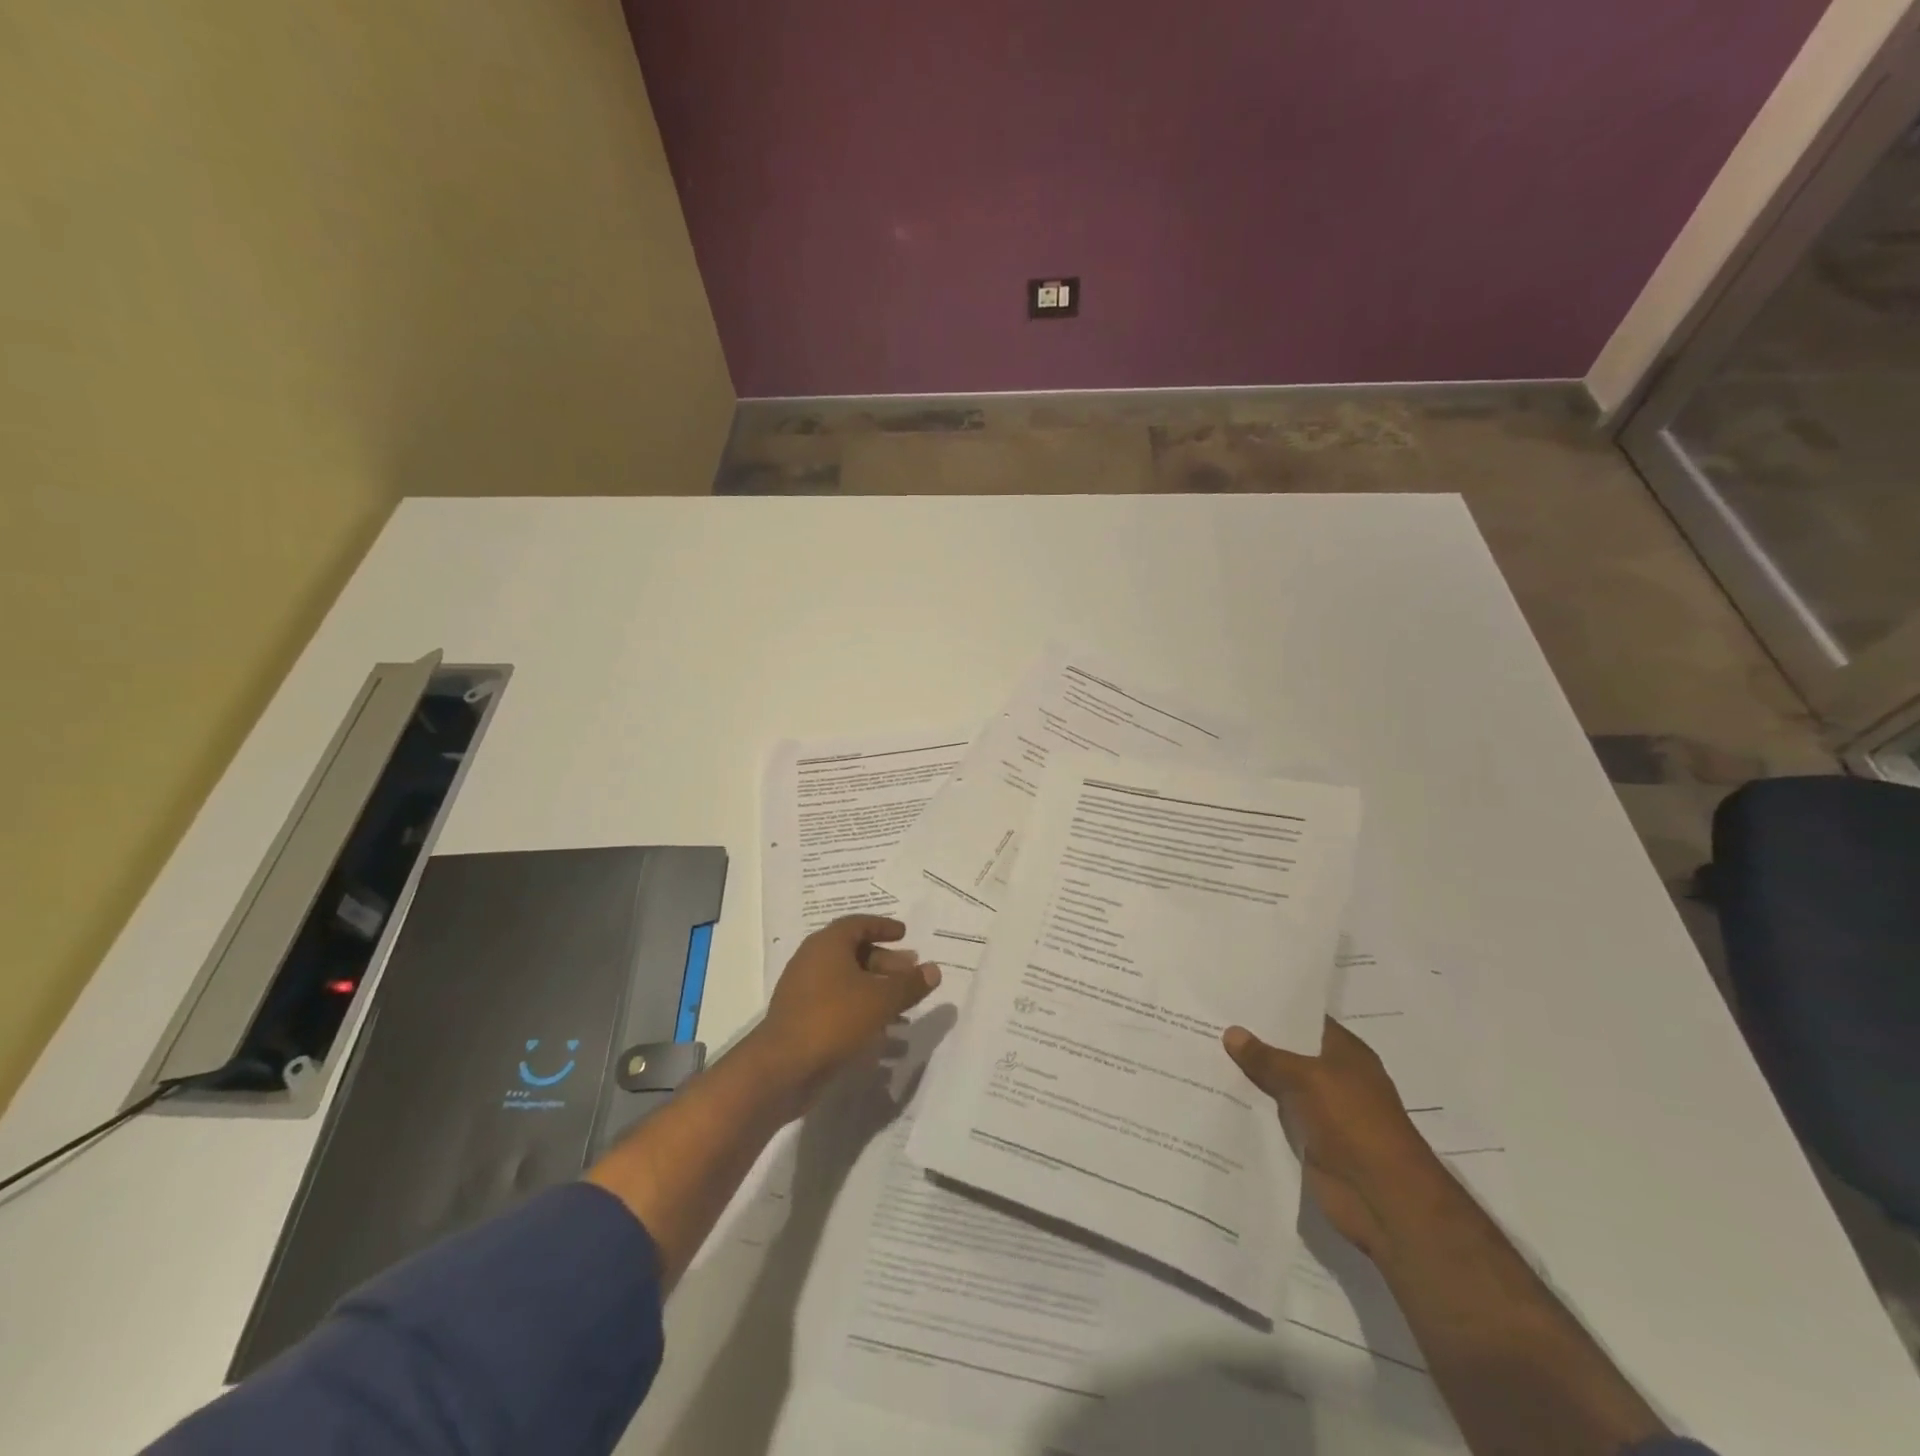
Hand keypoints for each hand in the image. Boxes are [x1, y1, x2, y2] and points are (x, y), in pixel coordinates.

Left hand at [748, 915, 940, 1116]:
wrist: (783, 1067)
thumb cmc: (834, 1019)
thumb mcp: (881, 1000)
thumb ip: (910, 984)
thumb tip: (934, 969)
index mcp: (827, 944)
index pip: (858, 924)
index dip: (883, 927)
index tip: (905, 934)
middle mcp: (812, 961)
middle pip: (854, 952)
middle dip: (885, 961)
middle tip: (911, 971)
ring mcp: (804, 991)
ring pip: (847, 981)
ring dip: (876, 989)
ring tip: (904, 1005)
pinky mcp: (802, 1019)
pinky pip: (837, 1005)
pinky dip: (861, 1009)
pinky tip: (883, 1031)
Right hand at [1223, 1017, 1442, 1257]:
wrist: (1382, 1198)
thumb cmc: (1354, 1123)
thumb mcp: (1308, 1078)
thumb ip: (1267, 1057)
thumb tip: (1232, 1032)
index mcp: (1345, 1053)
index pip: (1304, 1020)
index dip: (1272, 1009)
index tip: (1233, 996)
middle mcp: (1333, 1077)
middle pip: (1286, 1052)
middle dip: (1252, 1041)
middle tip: (1207, 1020)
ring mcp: (1320, 1111)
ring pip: (1276, 1085)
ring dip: (1247, 1076)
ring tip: (1202, 1053)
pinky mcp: (1307, 1140)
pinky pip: (1272, 1116)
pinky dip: (1250, 1109)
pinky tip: (1215, 1094)